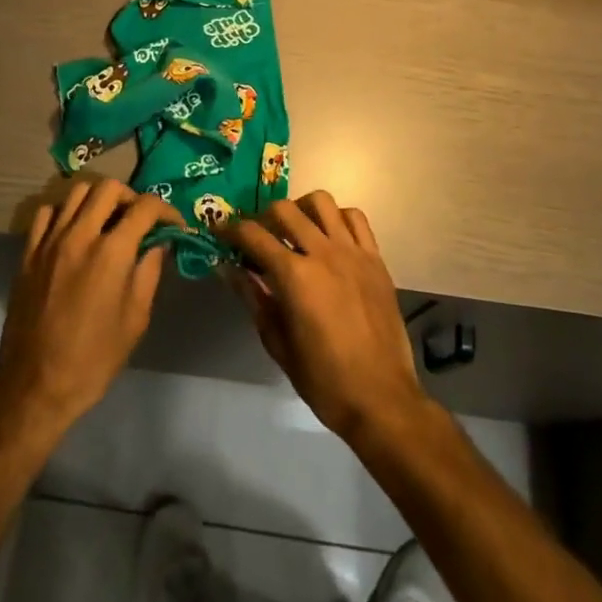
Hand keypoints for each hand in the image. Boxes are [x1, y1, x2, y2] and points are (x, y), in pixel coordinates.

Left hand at [0, 178, 184, 436]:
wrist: (36, 386)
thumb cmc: (94, 359)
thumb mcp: (135, 319)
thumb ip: (149, 273)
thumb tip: (158, 244)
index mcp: (111, 253)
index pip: (145, 207)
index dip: (166, 211)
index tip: (173, 225)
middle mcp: (79, 235)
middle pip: (109, 187)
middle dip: (131, 197)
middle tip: (139, 220)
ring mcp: (50, 241)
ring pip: (76, 192)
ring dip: (98, 199)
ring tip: (108, 221)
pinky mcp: (28, 253)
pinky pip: (47, 212)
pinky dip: (65, 212)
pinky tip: (74, 232)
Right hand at [224, 192, 429, 444]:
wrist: (381, 399)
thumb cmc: (323, 379)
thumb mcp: (278, 343)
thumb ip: (254, 298)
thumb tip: (229, 269)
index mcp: (295, 276)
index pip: (254, 236)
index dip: (230, 230)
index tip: (220, 232)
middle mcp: (323, 253)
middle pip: (285, 209)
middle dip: (263, 217)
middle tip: (258, 237)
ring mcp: (353, 252)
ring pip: (322, 202)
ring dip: (301, 209)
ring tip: (295, 231)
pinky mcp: (376, 259)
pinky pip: (355, 219)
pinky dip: (337, 219)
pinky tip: (329, 238)